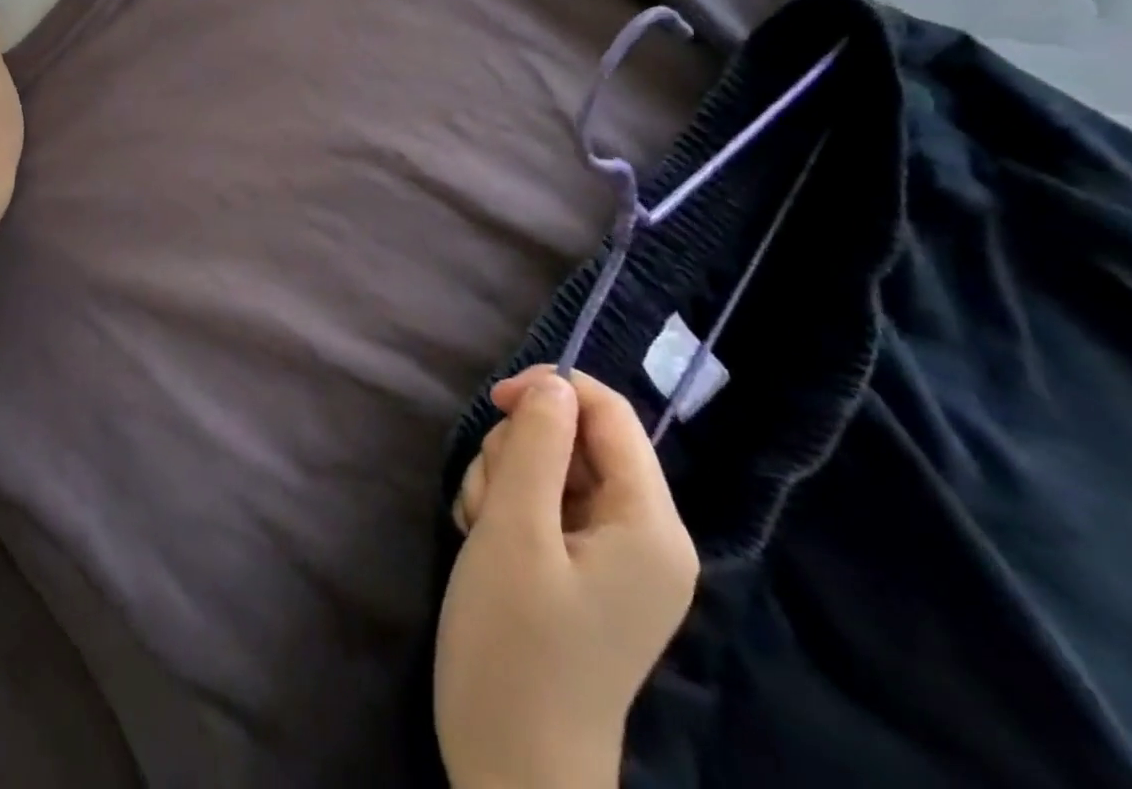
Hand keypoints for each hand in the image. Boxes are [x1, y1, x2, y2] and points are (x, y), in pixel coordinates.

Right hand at [435, 367, 698, 788]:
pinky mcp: (580, 573)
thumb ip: (538, 445)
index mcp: (650, 525)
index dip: (553, 390)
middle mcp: (643, 536)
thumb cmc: (516, 649)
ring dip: (503, 481)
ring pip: (550, 468)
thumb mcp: (516, 531)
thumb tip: (553, 383)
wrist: (511, 774)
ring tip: (482, 531)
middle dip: (520, 451)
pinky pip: (541, 504)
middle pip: (576, 439)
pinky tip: (484, 544)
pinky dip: (505, 509)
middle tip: (489, 500)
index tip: (497, 403)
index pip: (611, 414)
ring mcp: (611, 558)